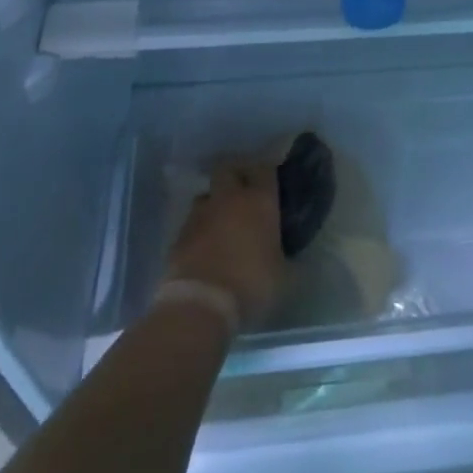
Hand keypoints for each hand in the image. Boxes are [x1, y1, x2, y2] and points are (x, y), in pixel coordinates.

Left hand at [163, 153, 286, 329]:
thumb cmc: (251, 284)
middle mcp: (229, 198)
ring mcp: (200, 214)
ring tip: (222, 222)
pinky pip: (192, 222)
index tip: (271, 180)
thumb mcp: (283, 276)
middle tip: (244, 193)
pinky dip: (199, 229)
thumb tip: (293, 257)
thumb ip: (287, 258)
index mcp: (260, 201)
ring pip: (207, 195)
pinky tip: (205, 246)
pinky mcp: (179, 234)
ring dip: (214, 203)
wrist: (201, 304)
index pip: (264, 168)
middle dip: (235, 176)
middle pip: (228, 168)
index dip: (267, 171)